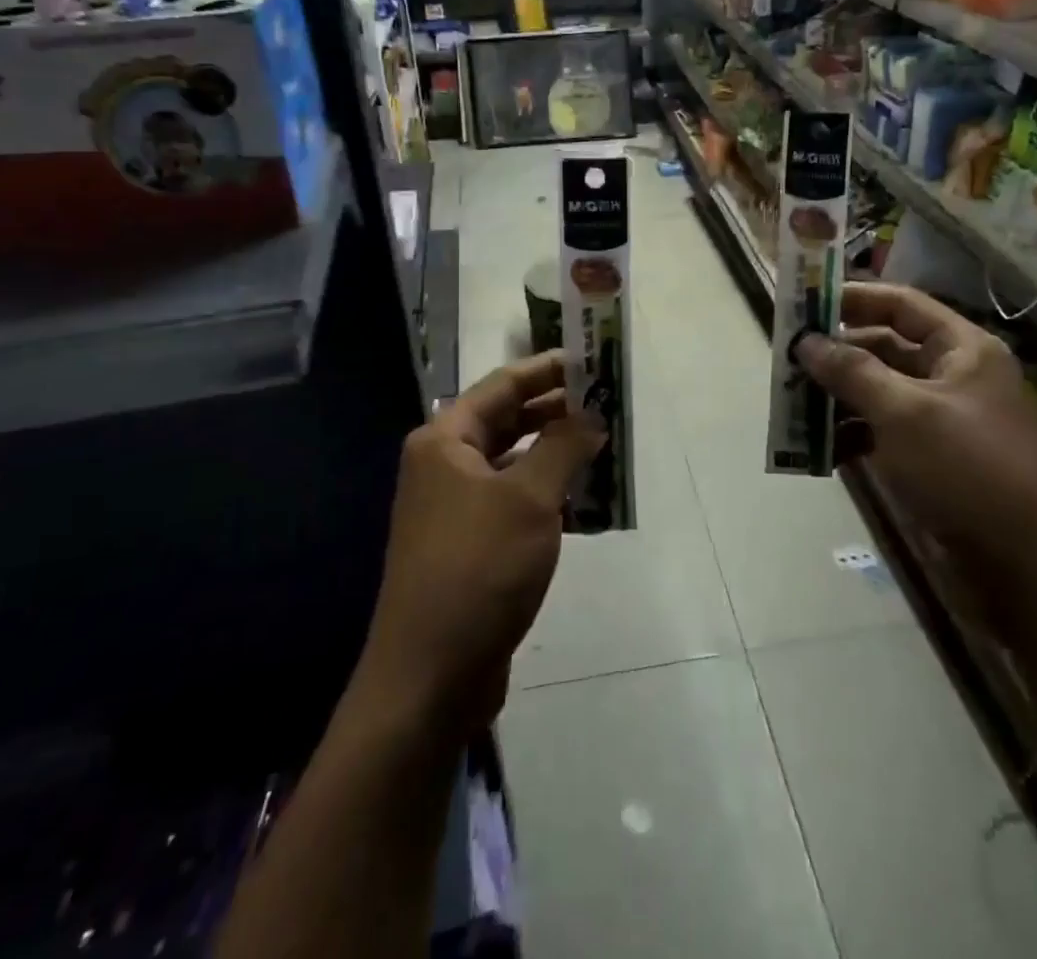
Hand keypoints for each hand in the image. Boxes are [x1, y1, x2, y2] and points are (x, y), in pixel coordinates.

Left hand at [355, 352, 604, 735]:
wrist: (430, 677)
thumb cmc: (478, 569)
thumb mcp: (529, 500)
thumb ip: (563, 447)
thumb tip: (590, 414)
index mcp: (445, 441)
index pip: (503, 386)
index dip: (547, 370)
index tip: (590, 359)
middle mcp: (443, 466)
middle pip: (507, 422)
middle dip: (556, 412)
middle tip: (606, 402)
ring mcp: (454, 507)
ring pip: (514, 464)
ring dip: (556, 454)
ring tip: (605, 445)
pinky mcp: (469, 545)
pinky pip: (513, 501)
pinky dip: (546, 494)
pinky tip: (585, 501)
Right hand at [797, 283, 1036, 587]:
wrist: (1025, 569)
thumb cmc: (968, 471)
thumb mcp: (904, 413)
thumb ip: (851, 371)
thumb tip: (805, 342)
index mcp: (961, 350)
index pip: (900, 304)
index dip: (852, 298)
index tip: (803, 304)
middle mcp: (950, 376)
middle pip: (882, 348)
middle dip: (835, 354)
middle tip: (786, 361)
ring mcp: (939, 420)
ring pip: (876, 392)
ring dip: (835, 397)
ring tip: (792, 405)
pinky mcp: (927, 459)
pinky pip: (879, 431)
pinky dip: (849, 436)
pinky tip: (819, 450)